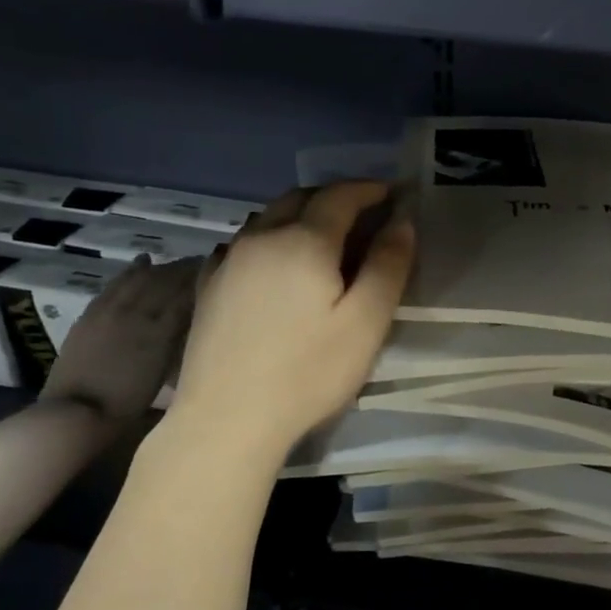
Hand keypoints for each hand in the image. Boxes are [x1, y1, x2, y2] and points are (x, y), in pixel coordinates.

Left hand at [40, 257, 197, 420]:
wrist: (77, 412)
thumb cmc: (128, 402)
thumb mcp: (165, 374)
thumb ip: (180, 342)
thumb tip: (196, 320)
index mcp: (161, 330)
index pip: (186, 295)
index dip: (203, 281)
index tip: (219, 272)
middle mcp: (138, 313)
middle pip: (166, 282)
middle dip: (186, 270)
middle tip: (204, 263)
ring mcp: (112, 311)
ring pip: (141, 279)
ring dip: (162, 268)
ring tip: (178, 263)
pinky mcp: (92, 314)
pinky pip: (116, 284)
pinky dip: (132, 271)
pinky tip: (143, 261)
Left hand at [168, 181, 413, 453]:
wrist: (227, 419)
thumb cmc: (308, 372)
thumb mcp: (366, 322)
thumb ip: (388, 266)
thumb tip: (401, 221)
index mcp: (304, 241)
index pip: (340, 196)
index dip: (369, 190)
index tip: (393, 194)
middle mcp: (261, 237)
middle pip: (300, 198)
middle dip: (335, 197)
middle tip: (364, 213)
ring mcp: (228, 260)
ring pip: (269, 218)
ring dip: (301, 215)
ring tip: (324, 237)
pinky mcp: (209, 286)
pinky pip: (244, 243)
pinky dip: (271, 238)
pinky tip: (276, 263)